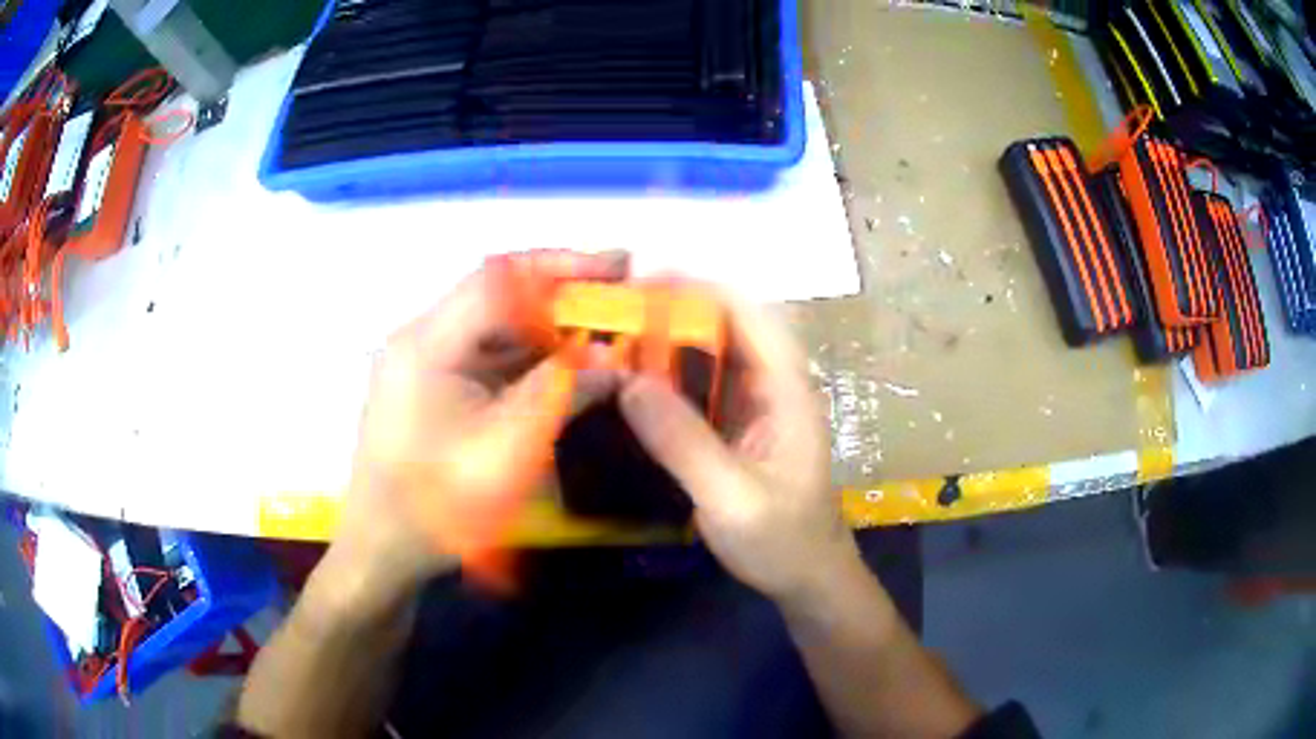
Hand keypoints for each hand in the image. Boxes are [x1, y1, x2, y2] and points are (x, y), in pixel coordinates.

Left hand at [332, 250, 628, 596]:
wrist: (382, 550)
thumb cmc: (437, 505)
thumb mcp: (507, 450)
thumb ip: (562, 395)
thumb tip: (619, 363)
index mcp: (428, 344)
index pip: (500, 278)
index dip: (563, 265)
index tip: (619, 266)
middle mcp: (422, 339)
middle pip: (498, 297)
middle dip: (562, 297)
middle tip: (619, 301)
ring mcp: (424, 363)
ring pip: (495, 327)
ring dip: (548, 330)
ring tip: (603, 334)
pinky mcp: (431, 386)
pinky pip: (486, 357)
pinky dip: (528, 358)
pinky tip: (565, 367)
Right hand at [619, 293, 856, 602]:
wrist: (808, 579)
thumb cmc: (782, 541)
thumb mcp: (732, 498)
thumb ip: (683, 443)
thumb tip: (627, 382)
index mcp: (786, 390)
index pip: (749, 314)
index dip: (700, 287)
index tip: (643, 278)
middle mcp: (773, 386)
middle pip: (726, 326)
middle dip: (673, 310)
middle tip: (613, 309)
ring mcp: (755, 406)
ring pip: (710, 355)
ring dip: (666, 341)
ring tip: (612, 335)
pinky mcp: (737, 427)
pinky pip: (701, 388)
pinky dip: (667, 377)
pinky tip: (632, 382)